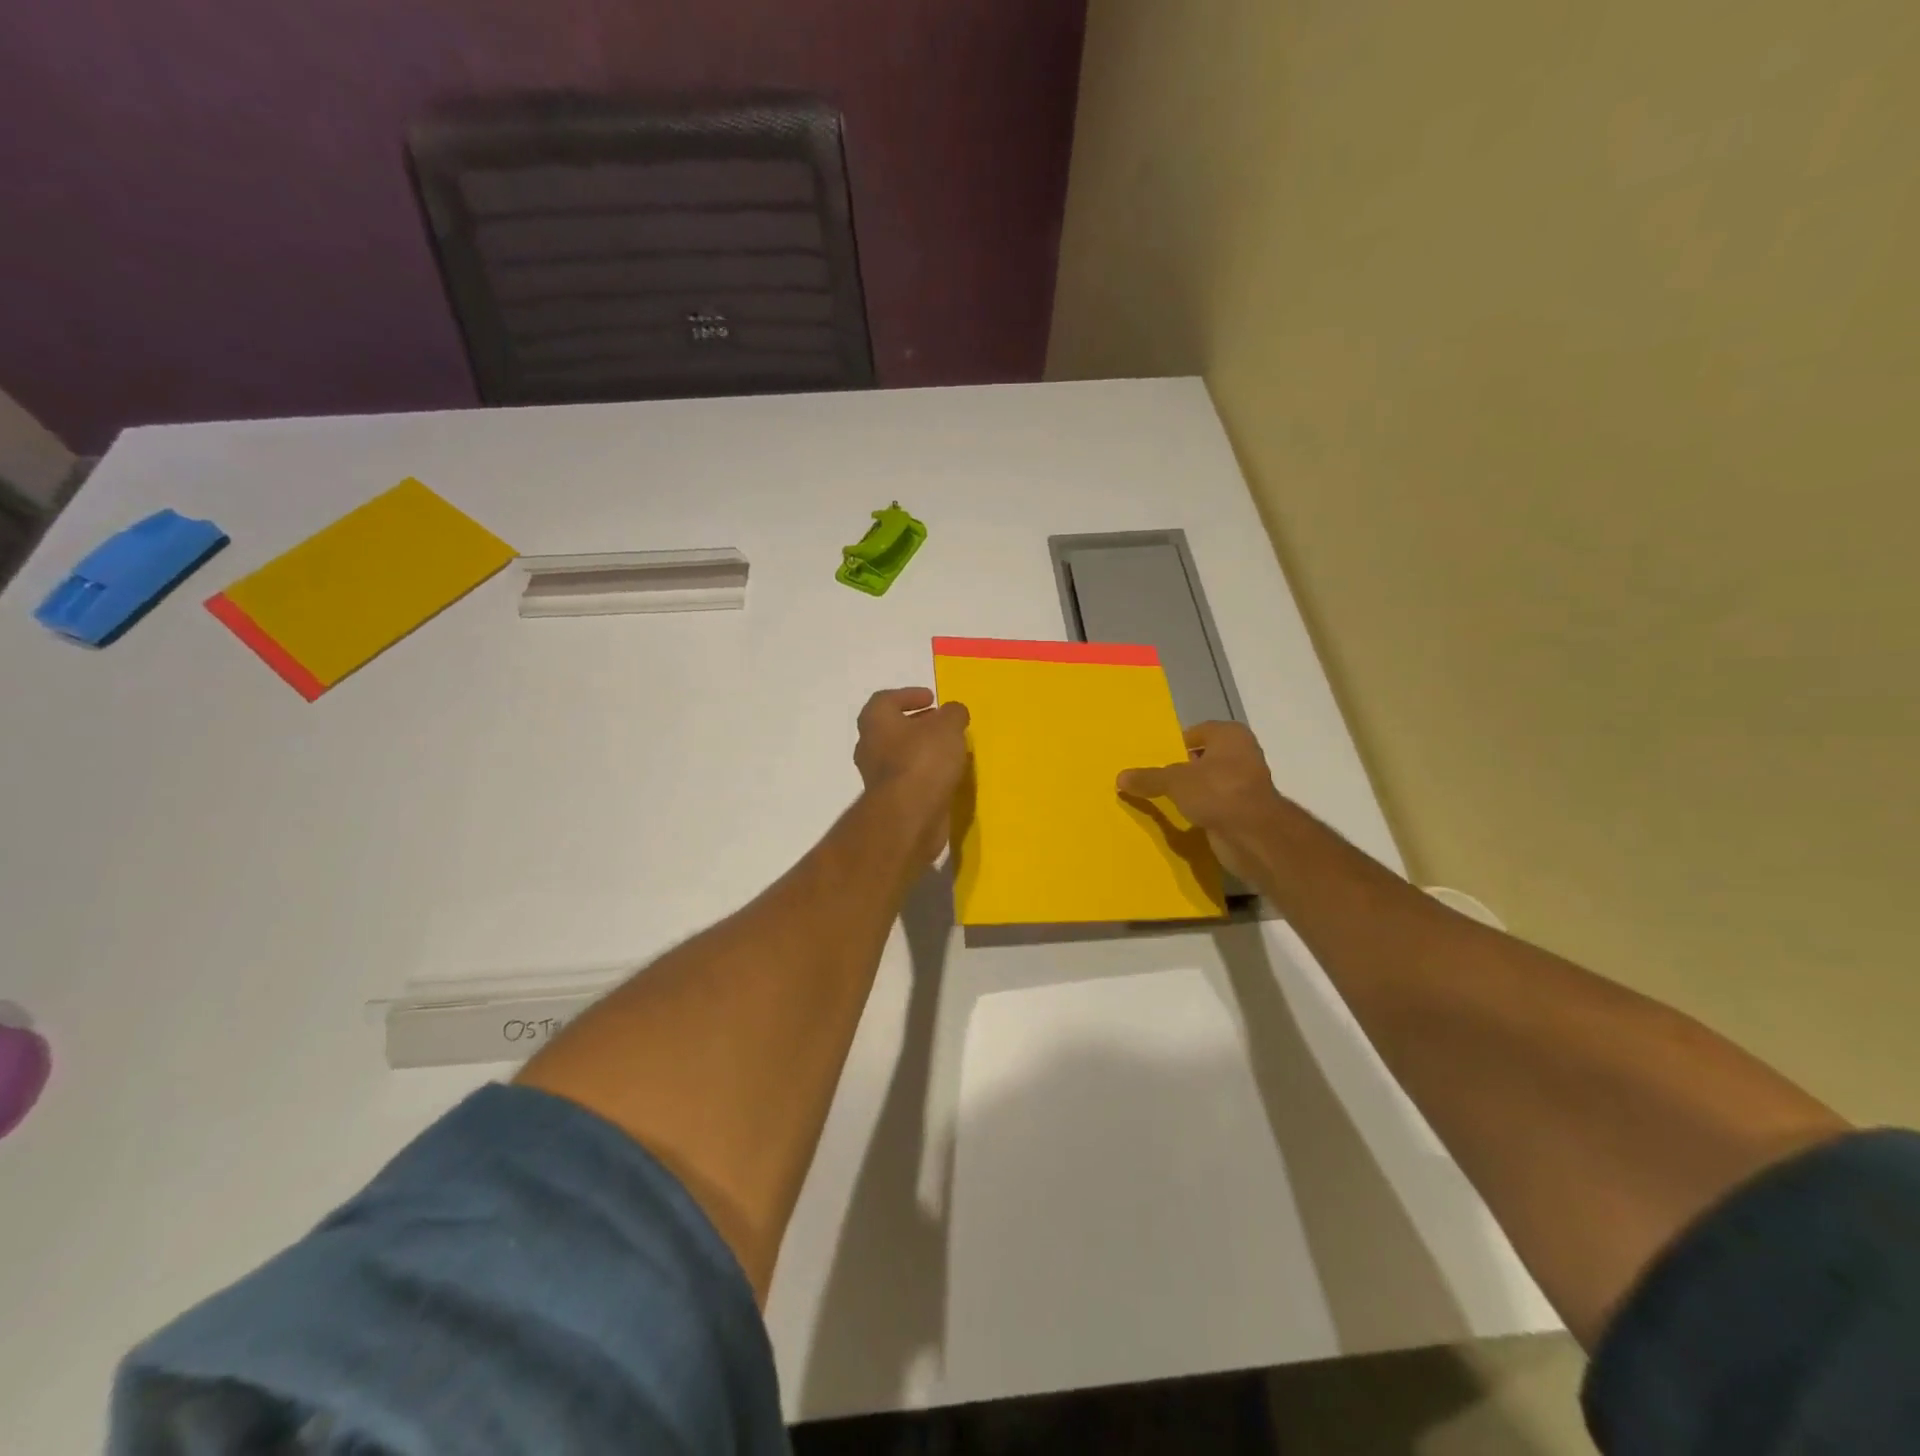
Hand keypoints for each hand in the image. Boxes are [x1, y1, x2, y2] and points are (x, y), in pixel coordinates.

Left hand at [854, 687, 970, 866]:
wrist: (909, 816)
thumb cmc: (923, 760)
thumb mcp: (948, 726)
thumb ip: (953, 713)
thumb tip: (953, 712)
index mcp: (875, 721)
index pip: (885, 700)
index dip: (908, 695)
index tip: (932, 698)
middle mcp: (869, 746)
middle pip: (891, 728)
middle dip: (917, 724)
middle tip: (941, 724)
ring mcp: (877, 777)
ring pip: (899, 756)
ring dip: (921, 750)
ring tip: (949, 750)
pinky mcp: (890, 801)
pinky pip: (908, 780)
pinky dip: (924, 774)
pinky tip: (946, 776)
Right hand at [1117, 721, 1288, 880]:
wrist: (1253, 834)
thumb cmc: (1216, 791)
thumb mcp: (1174, 781)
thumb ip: (1148, 778)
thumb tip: (1120, 778)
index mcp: (1230, 735)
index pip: (1197, 733)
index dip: (1176, 745)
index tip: (1156, 758)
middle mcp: (1242, 754)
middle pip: (1203, 758)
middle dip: (1182, 768)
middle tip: (1155, 778)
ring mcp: (1246, 784)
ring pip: (1210, 783)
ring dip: (1192, 791)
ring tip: (1164, 798)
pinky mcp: (1245, 810)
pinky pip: (1215, 804)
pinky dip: (1201, 810)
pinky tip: (1182, 817)